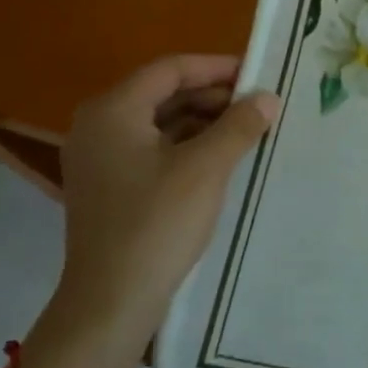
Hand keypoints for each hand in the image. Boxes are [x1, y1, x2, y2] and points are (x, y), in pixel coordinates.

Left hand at [50, 55, 277, 351]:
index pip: (170, 69)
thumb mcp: (206, 168)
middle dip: (213, 96)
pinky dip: (187, 146)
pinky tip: (221, 158)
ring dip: (203, 122)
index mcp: (113, 110)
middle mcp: (98, 126)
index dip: (217, 67)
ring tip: (247, 130)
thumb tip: (268, 97)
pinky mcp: (108, 186)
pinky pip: (152, 149)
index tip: (258, 73)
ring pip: (159, 122)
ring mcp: (99, 158)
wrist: (111, 301)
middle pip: (163, 93)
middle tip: (258, 104)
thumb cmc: (157, 223)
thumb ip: (239, 125)